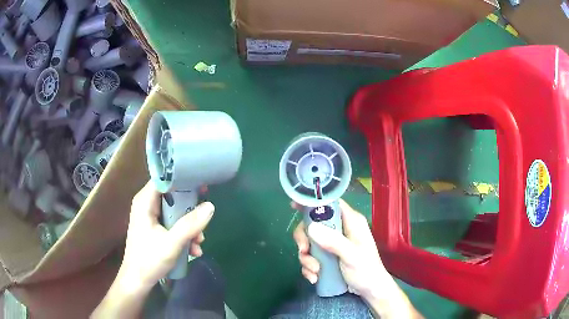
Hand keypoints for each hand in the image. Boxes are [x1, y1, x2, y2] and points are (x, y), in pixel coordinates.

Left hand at [92, 181, 213, 317]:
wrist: (138, 281)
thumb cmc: (149, 260)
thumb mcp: (172, 243)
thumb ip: (190, 225)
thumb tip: (210, 206)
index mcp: (145, 202)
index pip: (164, 179)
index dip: (183, 179)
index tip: (201, 186)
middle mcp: (147, 205)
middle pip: (172, 195)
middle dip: (190, 209)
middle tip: (204, 217)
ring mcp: (151, 217)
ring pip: (175, 212)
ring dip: (189, 226)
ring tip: (199, 241)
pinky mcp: (155, 228)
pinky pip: (172, 224)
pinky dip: (184, 234)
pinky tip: (193, 249)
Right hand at [293, 199, 387, 296]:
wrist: (369, 291)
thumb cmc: (366, 270)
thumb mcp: (351, 255)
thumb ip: (333, 241)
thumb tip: (310, 227)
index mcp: (350, 221)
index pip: (330, 203)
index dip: (312, 202)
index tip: (294, 206)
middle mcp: (339, 230)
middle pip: (313, 224)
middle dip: (304, 239)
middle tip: (304, 251)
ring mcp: (332, 244)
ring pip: (309, 243)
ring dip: (307, 258)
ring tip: (315, 272)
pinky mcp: (326, 257)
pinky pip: (310, 257)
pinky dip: (309, 268)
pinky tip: (314, 278)